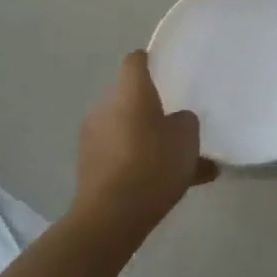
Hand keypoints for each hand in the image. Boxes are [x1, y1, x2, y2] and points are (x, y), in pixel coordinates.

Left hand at [73, 51, 217, 244]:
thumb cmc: (152, 165)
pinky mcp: (90, 168)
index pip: (134, 62)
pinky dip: (140, 165)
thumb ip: (185, 122)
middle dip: (151, 109)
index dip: (148, 60)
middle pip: (130, 99)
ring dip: (148, 141)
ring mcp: (93, 139)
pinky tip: (168, 186)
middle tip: (176, 124)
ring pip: (128, 131)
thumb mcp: (186, 139)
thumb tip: (177, 120)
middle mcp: (106, 109)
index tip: (163, 66)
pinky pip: (122, 157)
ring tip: (181, 164)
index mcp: (129, 94)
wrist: (111, 216)